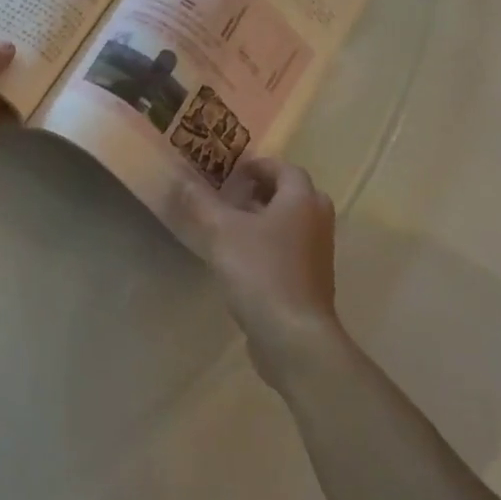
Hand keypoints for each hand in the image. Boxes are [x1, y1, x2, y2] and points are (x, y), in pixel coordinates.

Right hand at [183, 158, 341, 356]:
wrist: (292, 333)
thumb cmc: (259, 271)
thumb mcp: (221, 231)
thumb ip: (200, 203)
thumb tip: (181, 178)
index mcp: (301, 200)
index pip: (285, 169)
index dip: (258, 165)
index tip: (232, 171)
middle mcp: (317, 220)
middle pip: (293, 194)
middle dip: (264, 190)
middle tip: (233, 195)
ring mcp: (319, 252)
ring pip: (293, 222)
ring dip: (267, 217)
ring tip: (232, 225)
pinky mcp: (313, 279)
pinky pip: (292, 247)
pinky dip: (271, 242)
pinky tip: (243, 258)